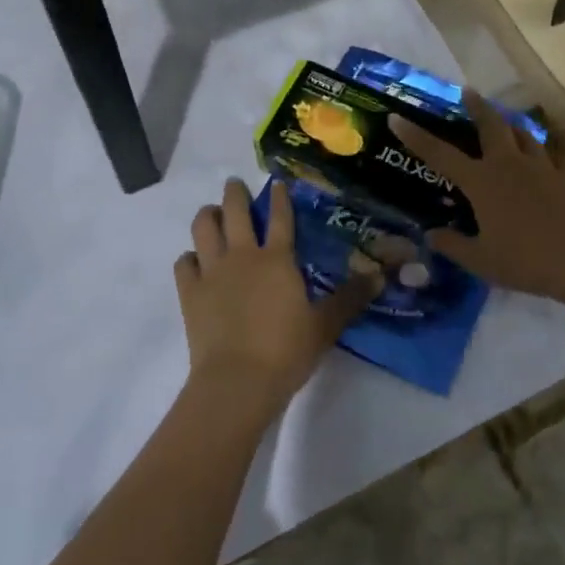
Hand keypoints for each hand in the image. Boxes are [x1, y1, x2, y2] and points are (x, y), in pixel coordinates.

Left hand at [175, 178, 379, 414]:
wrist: (237, 381)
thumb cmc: (286, 351)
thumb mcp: (325, 325)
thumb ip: (350, 298)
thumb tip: (380, 276)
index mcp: (277, 259)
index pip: (280, 218)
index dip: (279, 198)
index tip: (277, 183)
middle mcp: (242, 256)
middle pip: (235, 212)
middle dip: (235, 193)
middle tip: (234, 185)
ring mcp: (212, 271)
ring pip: (203, 228)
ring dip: (207, 216)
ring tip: (211, 214)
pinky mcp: (190, 292)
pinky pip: (184, 263)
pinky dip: (189, 257)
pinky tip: (194, 261)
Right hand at [388, 96, 564, 315]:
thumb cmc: (528, 261)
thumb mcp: (482, 262)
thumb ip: (454, 246)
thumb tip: (430, 235)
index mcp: (482, 182)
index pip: (440, 154)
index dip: (416, 136)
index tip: (397, 118)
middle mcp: (510, 164)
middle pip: (490, 125)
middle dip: (476, 107)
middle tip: (468, 92)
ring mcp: (544, 166)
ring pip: (525, 134)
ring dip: (512, 125)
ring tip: (507, 121)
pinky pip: (559, 154)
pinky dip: (552, 150)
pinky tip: (554, 152)